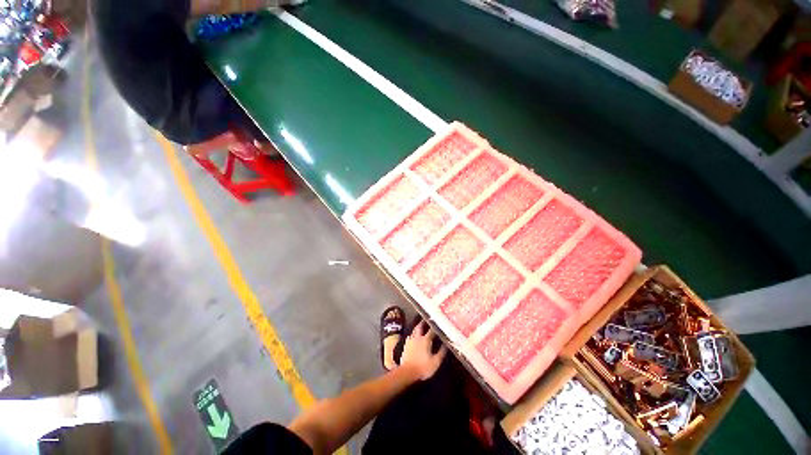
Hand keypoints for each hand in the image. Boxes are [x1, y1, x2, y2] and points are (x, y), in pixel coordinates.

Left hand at [400, 321, 447, 380]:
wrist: (407, 372)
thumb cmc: (423, 367)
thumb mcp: (436, 362)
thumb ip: (441, 352)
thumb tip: (446, 344)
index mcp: (426, 340)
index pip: (431, 330)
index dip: (435, 326)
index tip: (438, 322)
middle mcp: (417, 337)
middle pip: (420, 327)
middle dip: (423, 322)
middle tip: (426, 319)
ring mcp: (410, 341)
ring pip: (414, 331)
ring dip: (417, 328)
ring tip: (420, 326)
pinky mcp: (405, 346)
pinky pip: (409, 337)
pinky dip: (412, 335)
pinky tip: (412, 337)